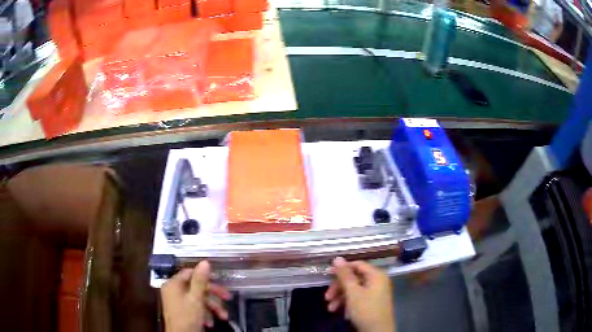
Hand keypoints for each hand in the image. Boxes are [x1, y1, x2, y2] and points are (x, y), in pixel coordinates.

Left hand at [161, 261, 231, 331]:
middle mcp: (173, 290)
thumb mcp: (196, 298)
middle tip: (227, 298)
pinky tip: (210, 322)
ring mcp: (177, 302)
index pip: (189, 272)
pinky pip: (195, 307)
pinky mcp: (182, 311)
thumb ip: (200, 280)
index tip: (219, 280)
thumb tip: (205, 262)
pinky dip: (204, 314)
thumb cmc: (187, 316)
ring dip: (212, 307)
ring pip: (198, 299)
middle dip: (213, 295)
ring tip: (223, 316)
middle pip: (196, 287)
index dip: (205, 275)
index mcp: (173, 284)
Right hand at [325, 257, 395, 331]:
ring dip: (340, 297)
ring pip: (354, 290)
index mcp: (376, 275)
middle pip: (354, 278)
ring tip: (330, 308)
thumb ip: (345, 275)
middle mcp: (378, 281)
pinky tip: (342, 313)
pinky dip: (348, 303)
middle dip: (338, 288)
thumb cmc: (366, 310)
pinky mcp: (373, 303)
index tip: (327, 275)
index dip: (342, 269)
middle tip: (327, 297)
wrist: (378, 331)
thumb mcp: (353, 293)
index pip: (357, 264)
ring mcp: (376, 293)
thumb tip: (338, 258)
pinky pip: (358, 298)